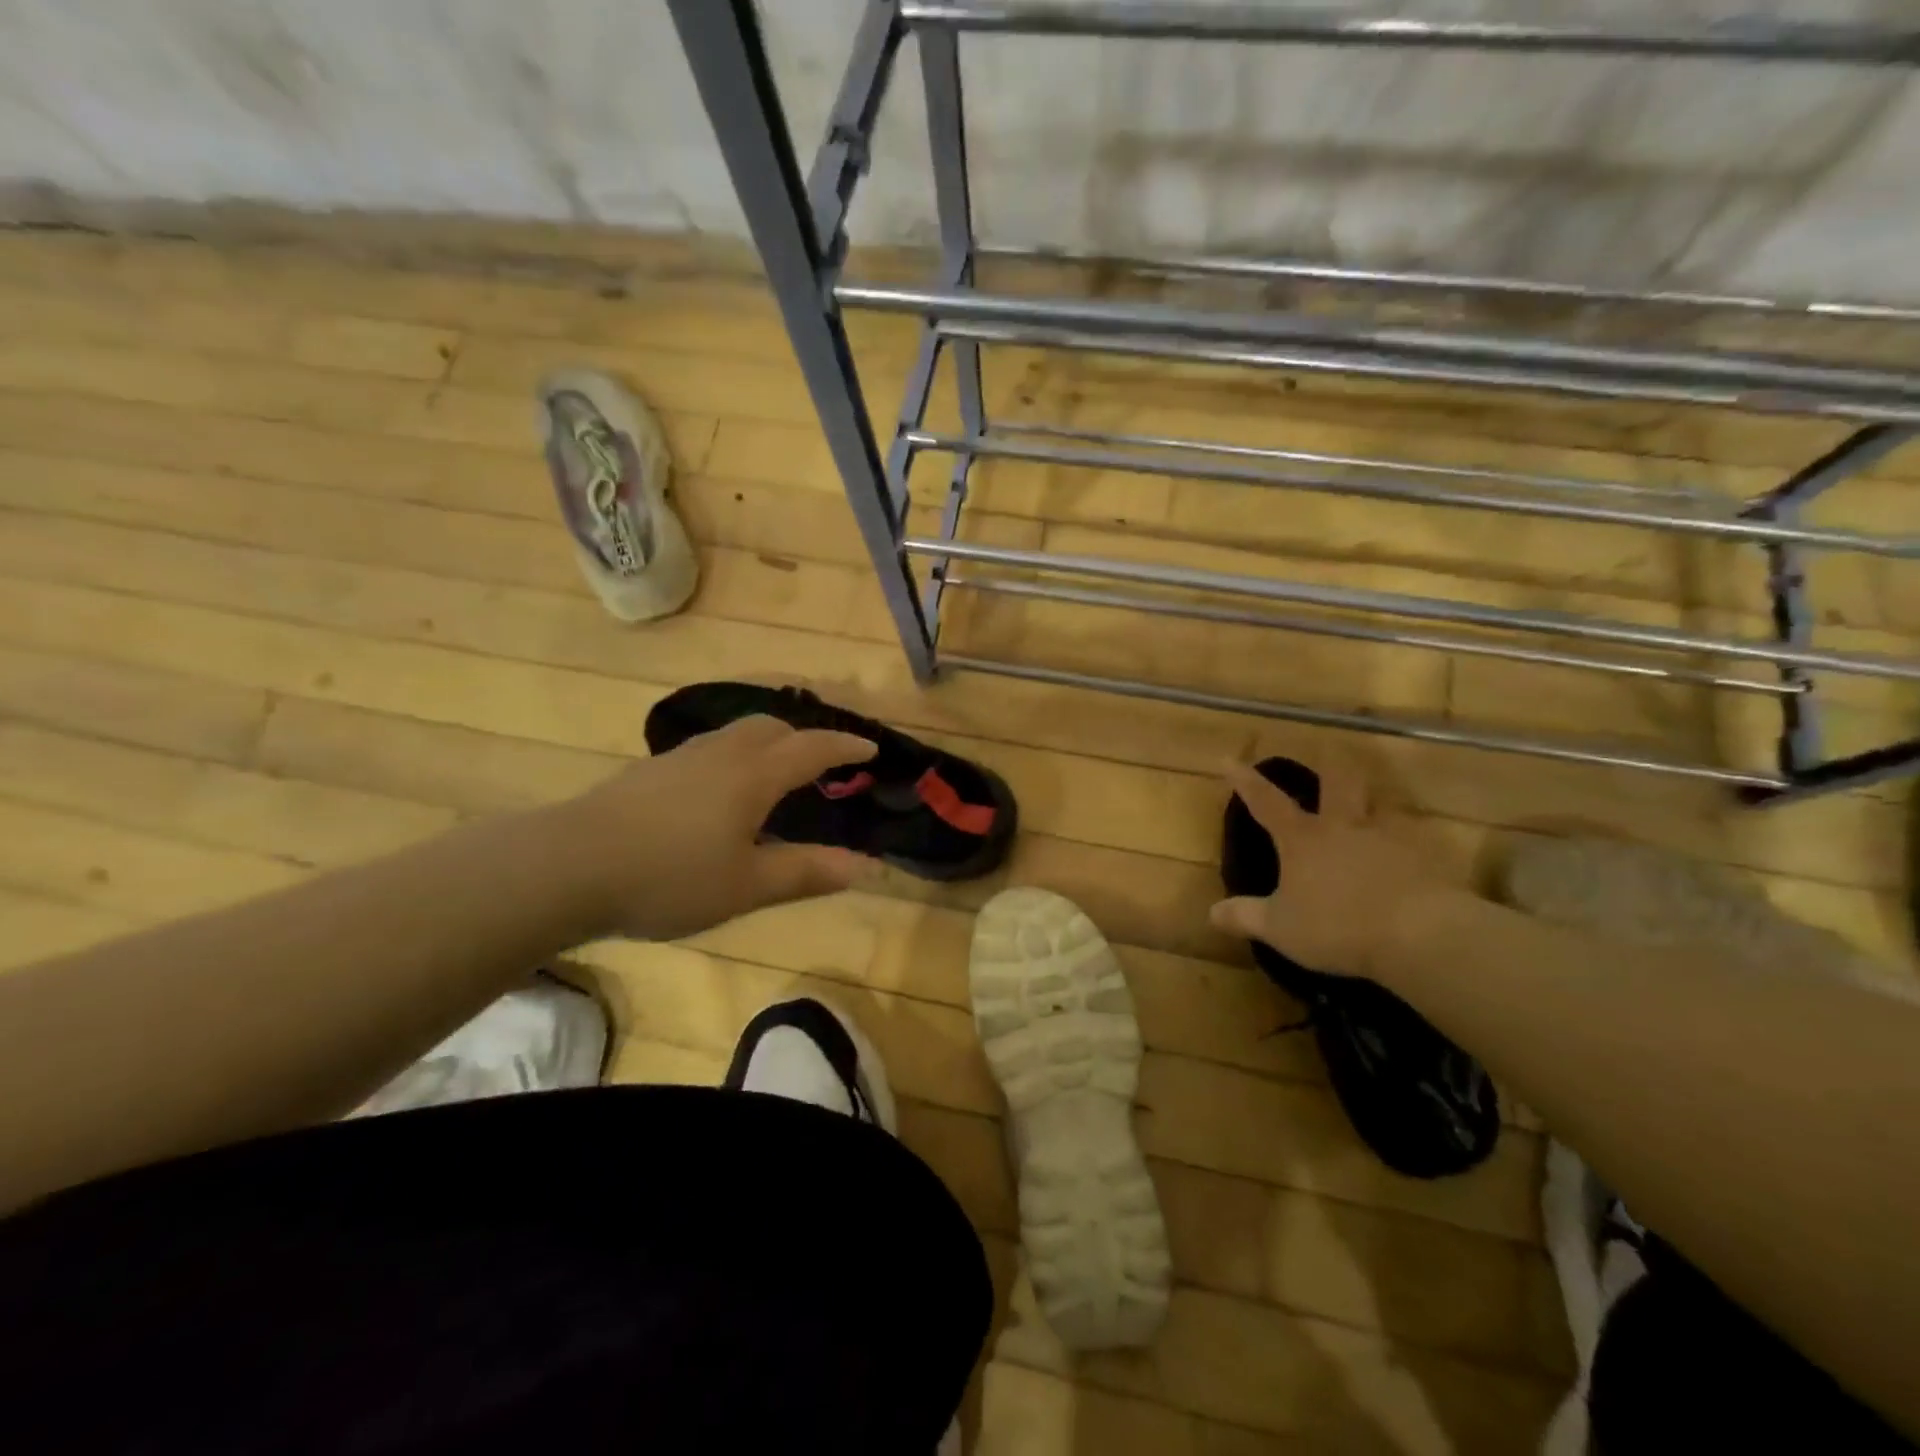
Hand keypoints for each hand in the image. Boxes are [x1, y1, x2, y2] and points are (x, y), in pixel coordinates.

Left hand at [561, 715, 878, 940]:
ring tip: (774, 776)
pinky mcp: (650, 770)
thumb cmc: (669, 877)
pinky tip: (720, 794)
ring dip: (767, 744)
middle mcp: (721, 754)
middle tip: (821, 765)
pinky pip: (710, 749)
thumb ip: (806, 872)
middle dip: (804, 739)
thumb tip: (863, 866)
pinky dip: (735, 757)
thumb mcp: (746, 886)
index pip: (812, 749)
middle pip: (772, 728)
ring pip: (737, 734)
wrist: (568, 865)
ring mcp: (681, 758)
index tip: (870, 748)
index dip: (845, 746)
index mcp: (753, 776)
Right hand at [1208, 757, 1463, 981]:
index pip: (1266, 801)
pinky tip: (1409, 858)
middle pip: (1339, 782)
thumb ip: (1245, 917)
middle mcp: (1344, 827)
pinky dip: (1408, 844)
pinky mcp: (1425, 858)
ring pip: (1382, 805)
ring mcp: (1389, 838)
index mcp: (1303, 839)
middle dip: (1332, 765)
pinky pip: (1415, 841)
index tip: (1229, 760)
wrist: (1420, 935)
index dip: (1245, 780)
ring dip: (1374, 802)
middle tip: (1331, 749)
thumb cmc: (1338, 926)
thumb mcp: (1280, 928)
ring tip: (1373, 808)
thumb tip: (1212, 913)